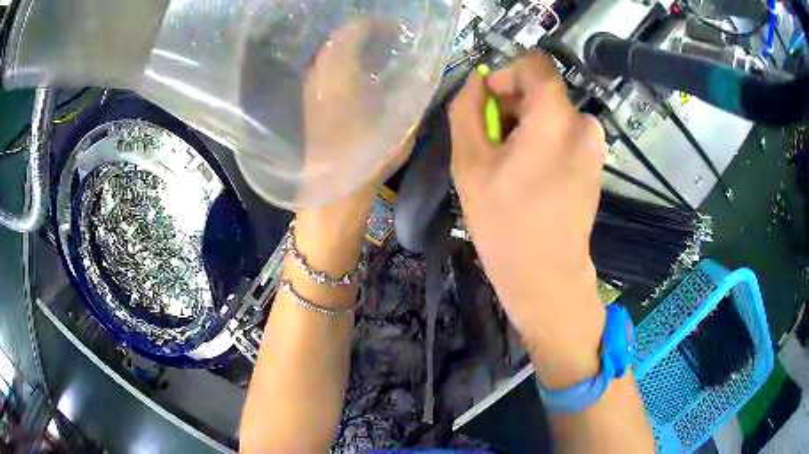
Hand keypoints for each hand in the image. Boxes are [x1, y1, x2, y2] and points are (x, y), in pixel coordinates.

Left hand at [300, 19, 408, 205]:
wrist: (332, 192)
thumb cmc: (368, 155)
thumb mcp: (400, 120)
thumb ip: (410, 90)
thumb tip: (419, 70)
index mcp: (340, 72)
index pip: (354, 30)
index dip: (378, 25)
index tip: (399, 31)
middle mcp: (320, 74)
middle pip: (340, 39)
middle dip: (367, 34)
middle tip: (393, 41)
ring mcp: (311, 88)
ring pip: (332, 54)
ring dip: (355, 49)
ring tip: (380, 56)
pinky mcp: (309, 103)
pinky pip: (327, 69)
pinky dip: (345, 64)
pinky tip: (363, 75)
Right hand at [449, 52, 606, 387]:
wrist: (546, 275)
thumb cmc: (505, 222)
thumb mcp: (470, 163)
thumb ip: (467, 110)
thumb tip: (476, 83)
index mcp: (555, 117)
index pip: (533, 64)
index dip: (505, 77)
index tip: (489, 107)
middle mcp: (584, 123)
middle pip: (542, 90)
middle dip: (513, 107)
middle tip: (493, 146)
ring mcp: (595, 146)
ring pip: (552, 113)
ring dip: (526, 127)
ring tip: (509, 165)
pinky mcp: (596, 164)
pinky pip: (565, 134)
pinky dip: (544, 142)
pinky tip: (530, 176)